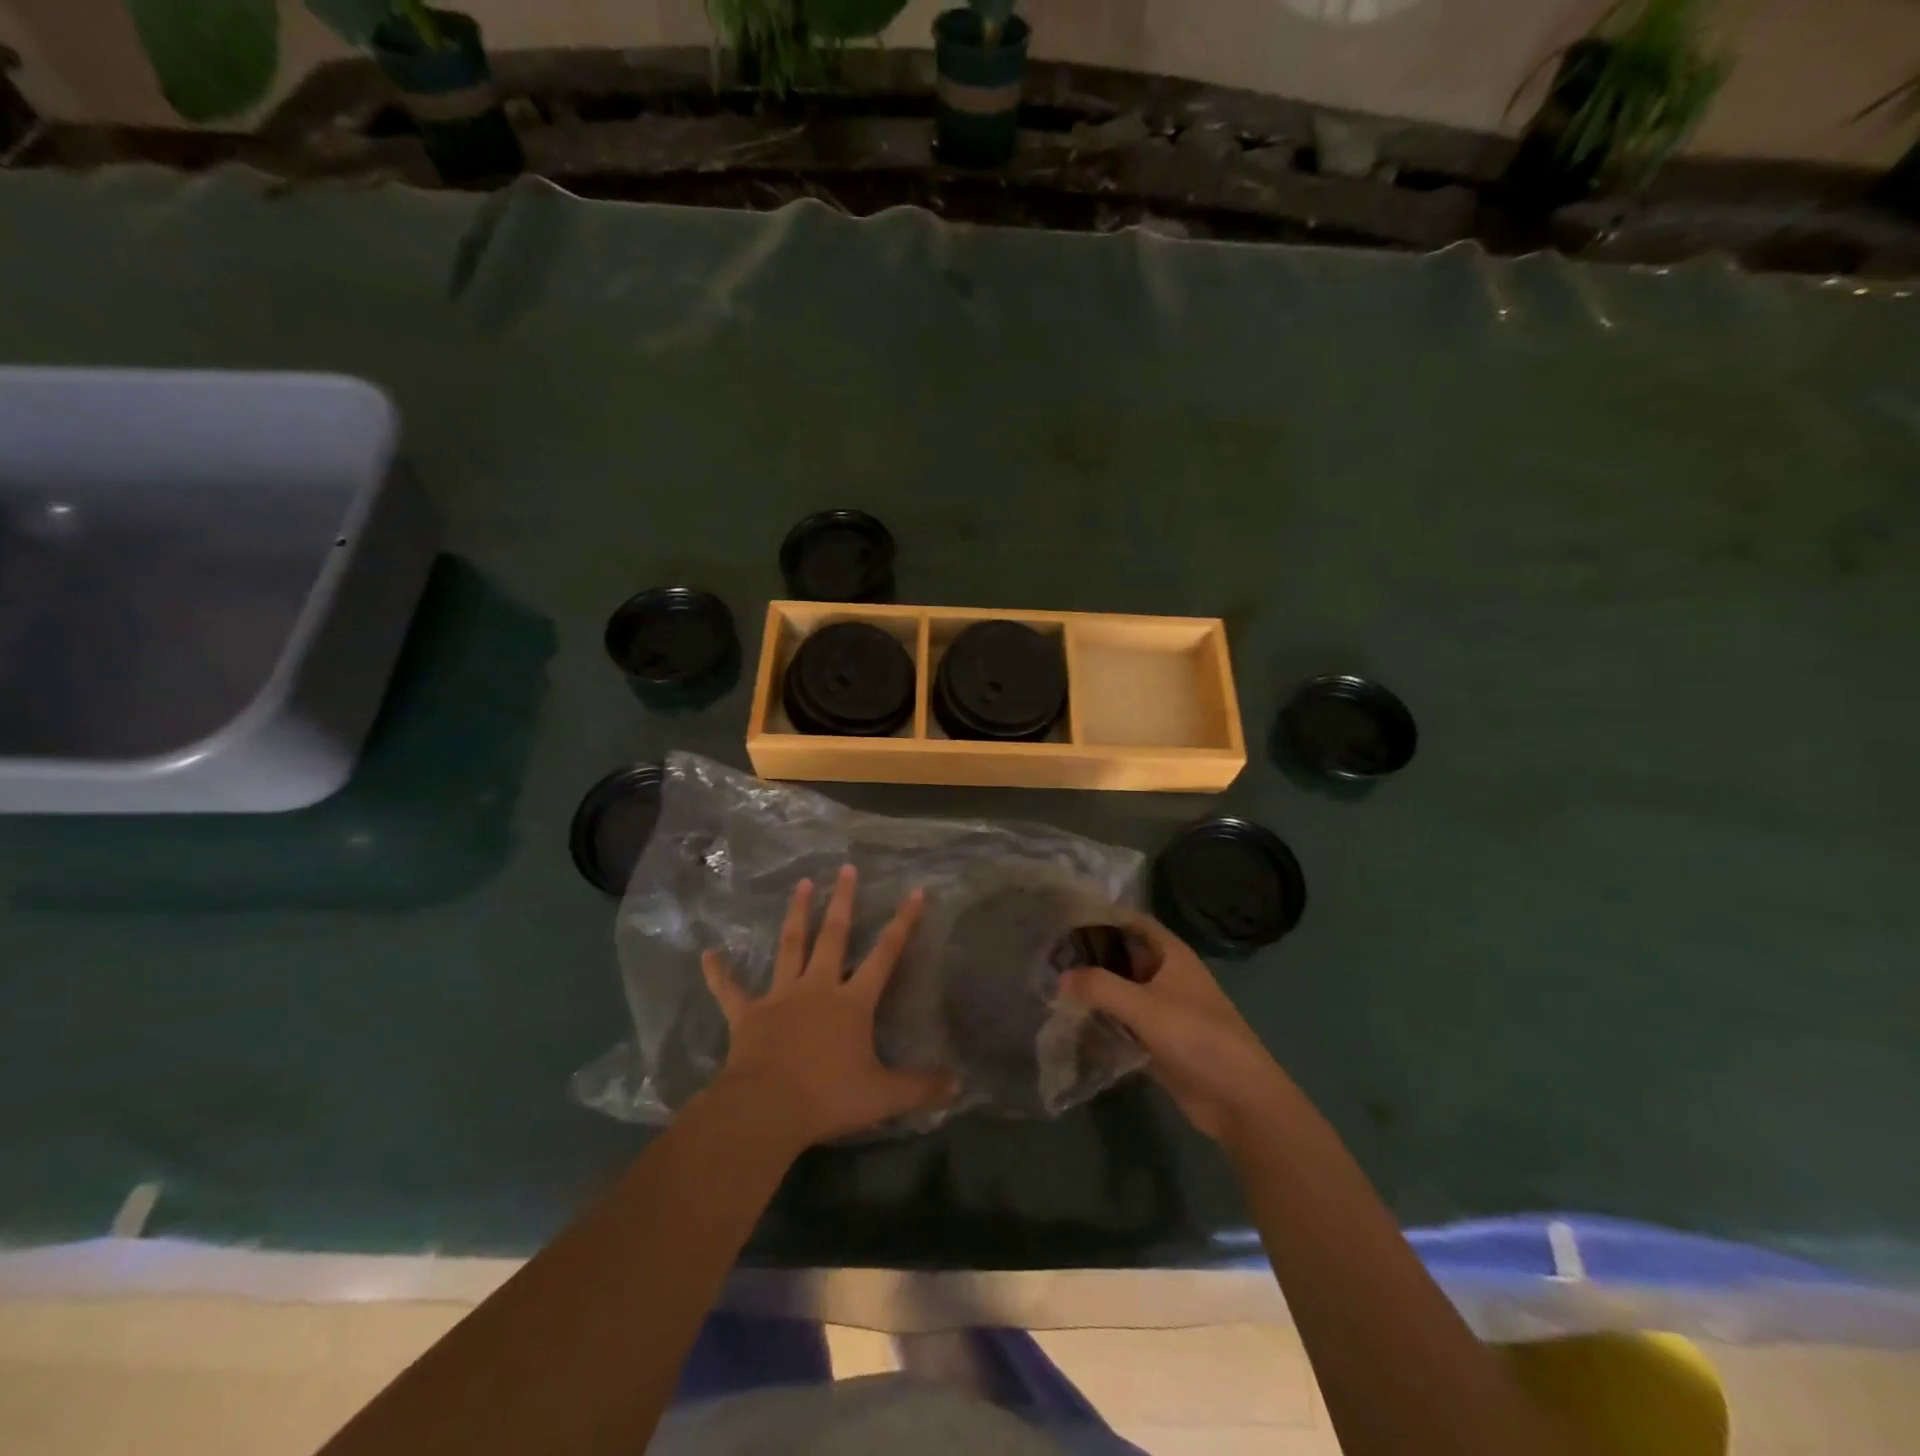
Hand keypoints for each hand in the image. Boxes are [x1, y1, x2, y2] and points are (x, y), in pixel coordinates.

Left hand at [701, 865, 955, 1149]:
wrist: (766, 1109)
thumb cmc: (828, 1097)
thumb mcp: (884, 1096)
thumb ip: (922, 1087)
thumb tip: (959, 1084)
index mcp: (852, 1002)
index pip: (885, 955)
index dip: (903, 923)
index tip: (915, 892)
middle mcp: (818, 988)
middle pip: (833, 936)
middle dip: (842, 901)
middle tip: (845, 869)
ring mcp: (780, 997)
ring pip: (790, 947)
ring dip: (796, 915)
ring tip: (800, 884)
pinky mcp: (748, 1015)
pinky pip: (730, 991)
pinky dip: (718, 973)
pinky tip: (707, 955)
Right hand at [1060, 915, 1292, 1154]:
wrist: (1238, 1099)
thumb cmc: (1197, 1037)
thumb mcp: (1145, 1007)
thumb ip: (1100, 987)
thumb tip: (1059, 978)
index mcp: (1172, 954)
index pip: (1132, 921)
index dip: (1102, 916)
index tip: (1064, 917)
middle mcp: (1167, 975)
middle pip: (1124, 955)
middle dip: (1091, 954)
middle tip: (1048, 954)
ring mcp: (1163, 1009)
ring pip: (1122, 990)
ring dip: (1094, 989)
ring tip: (1051, 984)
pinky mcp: (1158, 1041)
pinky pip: (1124, 1022)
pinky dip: (1102, 1019)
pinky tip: (1072, 1021)